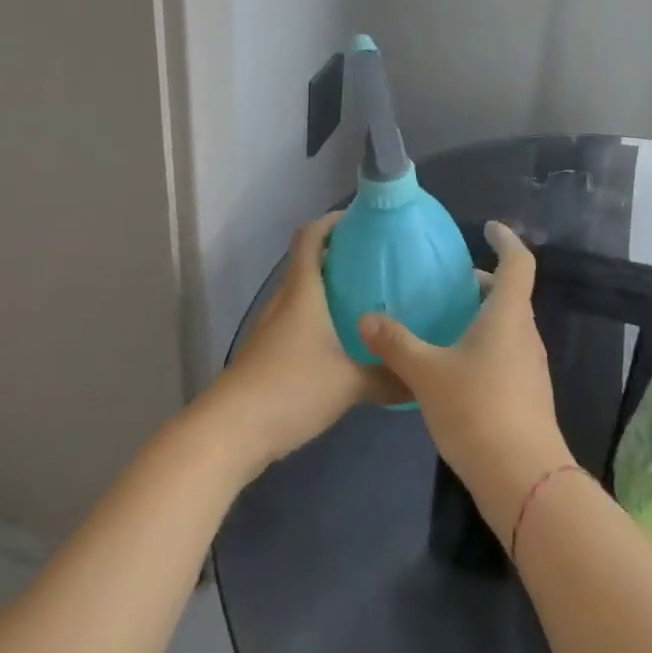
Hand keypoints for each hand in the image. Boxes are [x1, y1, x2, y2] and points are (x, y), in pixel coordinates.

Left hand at [205, 212, 399, 472]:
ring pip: (302, 293)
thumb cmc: (290, 389)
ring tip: (366, 299)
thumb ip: (387, 377)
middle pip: (307, 262)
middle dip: (339, 255)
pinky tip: (342, 341)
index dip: (332, 221)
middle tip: (377, 262)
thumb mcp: (349, 384)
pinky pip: (297, 321)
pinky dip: (319, 318)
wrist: (230, 432)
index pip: (310, 237)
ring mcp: (272, 328)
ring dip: (328, 288)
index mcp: (302, 292)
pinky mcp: (267, 354)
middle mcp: (284, 301)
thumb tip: (421, 377)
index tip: (362, 220)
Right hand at [358, 221, 572, 541]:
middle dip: (482, 283)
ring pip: (508, 325)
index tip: (488, 228)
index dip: (506, 239)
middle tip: (449, 283)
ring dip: (482, 315)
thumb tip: (365, 318)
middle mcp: (524, 332)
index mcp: (507, 314)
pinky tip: (455, 367)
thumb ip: (396, 343)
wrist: (523, 479)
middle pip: (510, 294)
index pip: (518, 261)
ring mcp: (530, 365)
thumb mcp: (427, 373)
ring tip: (445, 322)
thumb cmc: (477, 410)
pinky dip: (485, 344)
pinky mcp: (527, 393)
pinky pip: (507, 352)